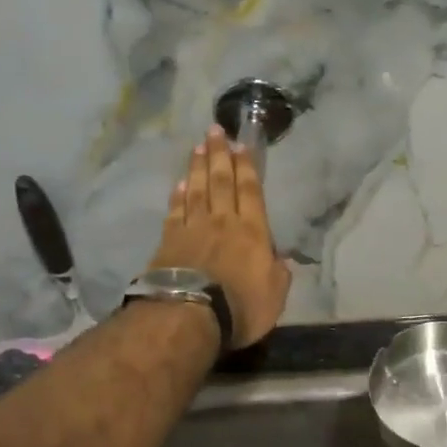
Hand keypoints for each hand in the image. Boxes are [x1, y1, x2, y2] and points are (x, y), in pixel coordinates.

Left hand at [146, 125, 290, 348]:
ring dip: (198, 167)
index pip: (250, 191)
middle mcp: (222, 222)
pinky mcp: (168, 242)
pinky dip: (177, 195)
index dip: (247, 167)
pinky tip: (179, 184)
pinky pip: (175, 211)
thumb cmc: (241, 307)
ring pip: (196, 190)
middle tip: (215, 131)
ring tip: (198, 147)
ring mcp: (192, 229)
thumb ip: (278, 273)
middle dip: (219, 155)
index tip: (242, 145)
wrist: (190, 316)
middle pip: (221, 181)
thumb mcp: (275, 295)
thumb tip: (278, 259)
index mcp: (252, 231)